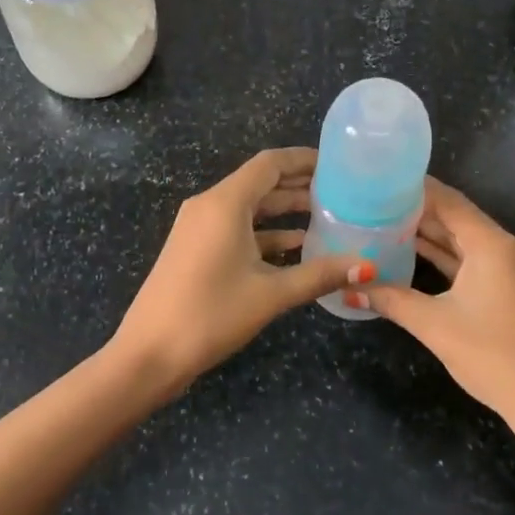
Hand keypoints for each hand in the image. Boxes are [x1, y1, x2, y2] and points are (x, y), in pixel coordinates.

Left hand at [112, 148, 372, 393]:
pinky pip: (236, 229)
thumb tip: (366, 266)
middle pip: (260, 183)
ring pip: (249, 208)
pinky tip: (296, 249)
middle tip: (340, 191)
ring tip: (327, 217)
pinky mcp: (195, 249)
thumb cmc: (210, 315)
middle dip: (298, 185)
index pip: (270, 163)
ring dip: (283, 211)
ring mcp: (198, 228)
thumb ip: (319, 275)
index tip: (337, 165)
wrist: (148, 354)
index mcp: (224, 203)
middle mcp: (209, 206)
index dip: (304, 160)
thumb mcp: (270, 294)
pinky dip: (265, 234)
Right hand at [353, 178, 514, 434]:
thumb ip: (391, 299)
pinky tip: (409, 254)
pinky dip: (441, 257)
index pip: (448, 200)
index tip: (378, 179)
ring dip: (427, 234)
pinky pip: (469, 261)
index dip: (413, 188)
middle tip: (371, 201)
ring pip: (461, 240)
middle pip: (454, 217)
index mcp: (491, 244)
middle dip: (415, 209)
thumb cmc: (494, 356)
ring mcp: (507, 269)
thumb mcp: (435, 325)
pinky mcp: (506, 289)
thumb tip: (348, 289)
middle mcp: (503, 247)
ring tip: (382, 222)